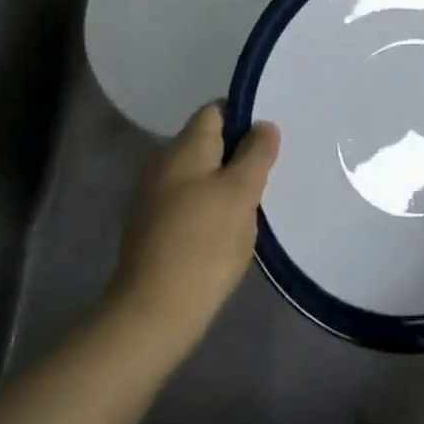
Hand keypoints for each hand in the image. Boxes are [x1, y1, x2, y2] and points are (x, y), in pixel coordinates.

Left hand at [108, 104, 279, 354]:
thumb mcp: (241, 193)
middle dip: (239, 151)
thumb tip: (263, 125)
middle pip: (208, 142)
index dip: (244, 116)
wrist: (154, 312)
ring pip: (200, 174)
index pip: (215, 110)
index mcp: (184, 148)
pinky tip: (229, 227)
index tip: (271, 137)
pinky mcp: (153, 228)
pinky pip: (189, 201)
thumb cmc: (204, 243)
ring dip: (226, 181)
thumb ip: (256, 154)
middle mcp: (163, 164)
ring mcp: (154, 197)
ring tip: (256, 199)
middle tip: (271, 169)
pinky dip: (210, 206)